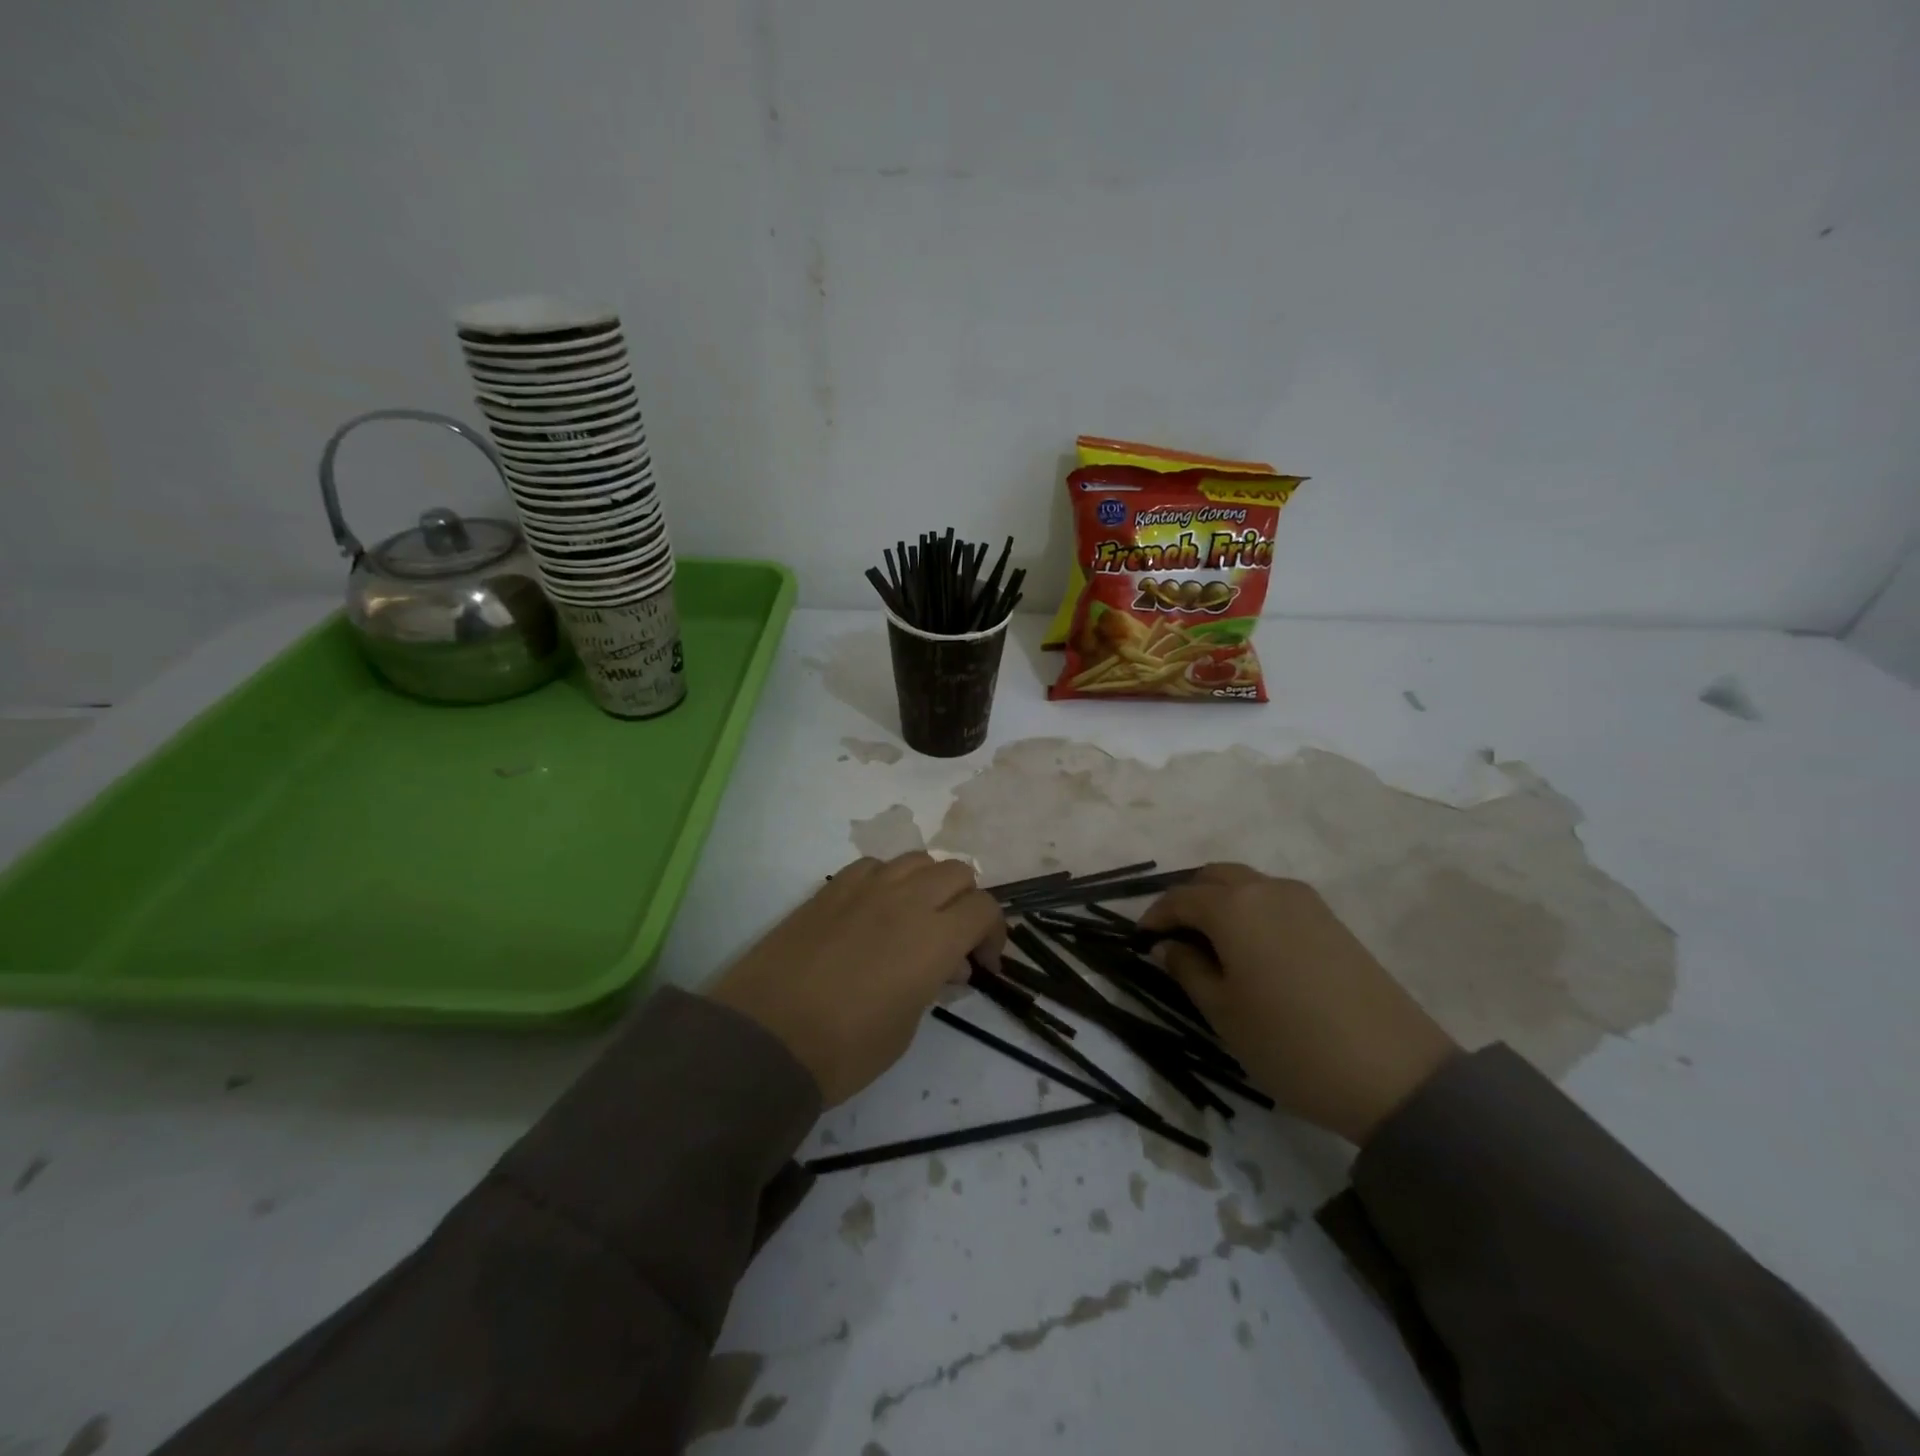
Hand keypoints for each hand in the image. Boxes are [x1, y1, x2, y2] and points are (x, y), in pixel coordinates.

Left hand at [705, 853, 1005, 1106]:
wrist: (765, 1039)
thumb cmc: (845, 1048)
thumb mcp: (907, 1026)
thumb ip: (934, 982)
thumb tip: (947, 964)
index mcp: (934, 937)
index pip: (984, 909)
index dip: (993, 934)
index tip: (981, 964)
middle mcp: (907, 899)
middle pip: (957, 872)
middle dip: (965, 903)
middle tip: (953, 940)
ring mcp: (865, 887)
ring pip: (917, 859)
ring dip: (929, 884)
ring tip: (915, 919)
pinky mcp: (830, 888)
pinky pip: (874, 865)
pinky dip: (887, 880)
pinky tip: (874, 910)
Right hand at [1141, 864, 1458, 1143]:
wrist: (1395, 1074)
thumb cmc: (1290, 1043)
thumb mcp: (1224, 1013)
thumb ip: (1188, 970)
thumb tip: (1168, 946)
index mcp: (1234, 907)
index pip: (1180, 898)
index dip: (1155, 916)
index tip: (1141, 940)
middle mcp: (1268, 890)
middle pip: (1214, 877)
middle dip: (1188, 899)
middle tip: (1174, 937)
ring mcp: (1306, 902)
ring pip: (1248, 885)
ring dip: (1221, 902)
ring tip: (1211, 944)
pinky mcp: (1332, 920)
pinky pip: (1276, 900)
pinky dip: (1251, 911)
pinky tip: (1252, 950)